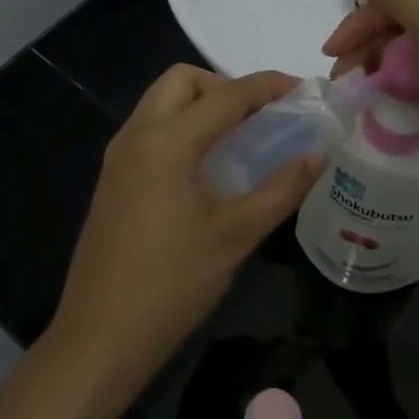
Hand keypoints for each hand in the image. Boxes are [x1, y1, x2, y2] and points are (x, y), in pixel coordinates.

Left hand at [49, 65, 323, 405]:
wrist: (101, 336)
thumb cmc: (173, 282)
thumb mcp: (236, 234)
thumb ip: (281, 189)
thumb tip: (318, 155)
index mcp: (166, 141)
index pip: (226, 95)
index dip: (268, 86)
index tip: (302, 90)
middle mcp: (136, 136)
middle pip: (182, 81)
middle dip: (225, 86)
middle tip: (260, 118)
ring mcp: (118, 159)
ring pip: (161, 105)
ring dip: (202, 107)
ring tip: (241, 141)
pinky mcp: (112, 181)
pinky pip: (150, 132)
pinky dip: (182, 130)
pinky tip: (207, 169)